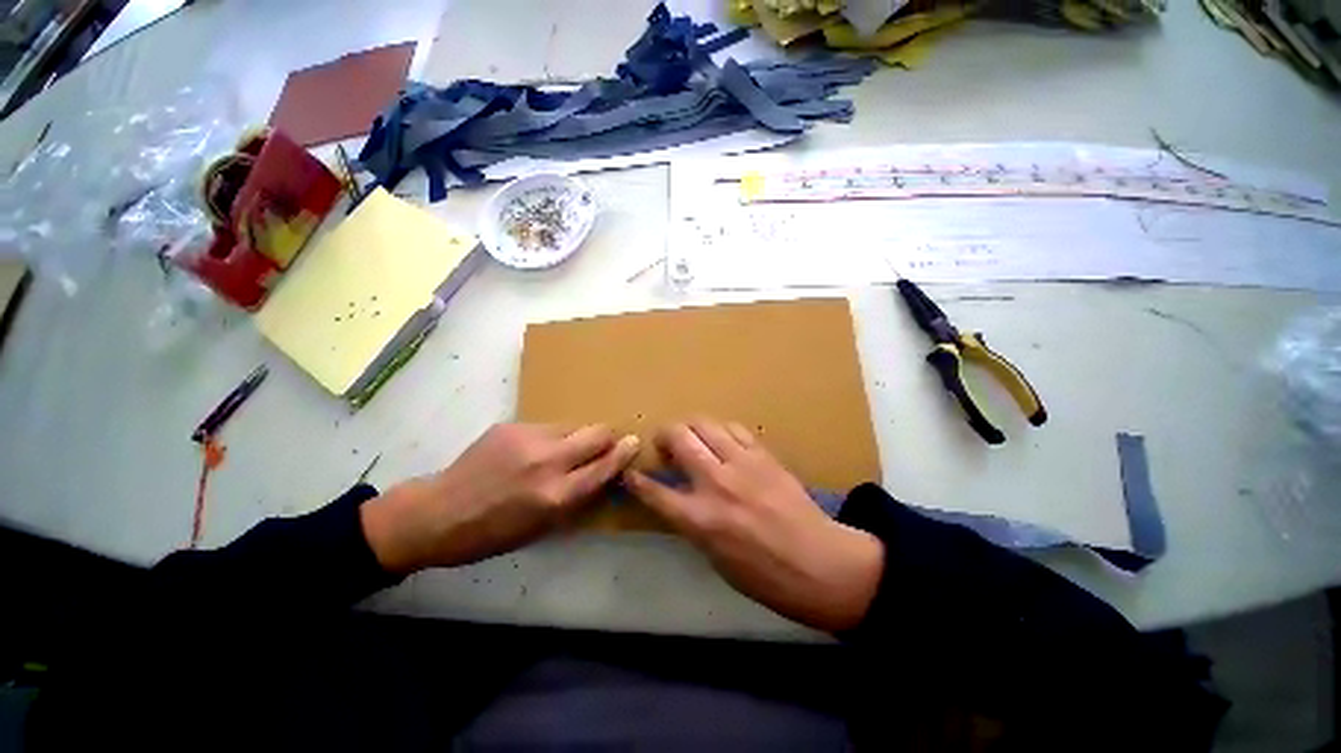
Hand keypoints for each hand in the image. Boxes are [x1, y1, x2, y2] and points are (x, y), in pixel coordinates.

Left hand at [361, 423, 639, 573]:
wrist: (437, 514)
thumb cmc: (492, 534)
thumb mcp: (542, 528)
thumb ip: (577, 498)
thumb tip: (602, 475)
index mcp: (556, 495)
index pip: (604, 467)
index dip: (623, 453)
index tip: (634, 443)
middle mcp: (547, 461)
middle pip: (596, 433)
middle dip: (607, 437)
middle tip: (604, 444)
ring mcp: (527, 439)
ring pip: (572, 426)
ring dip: (577, 437)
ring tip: (562, 451)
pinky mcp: (511, 426)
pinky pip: (547, 427)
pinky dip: (550, 438)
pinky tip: (531, 452)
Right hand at [625, 420, 883, 632]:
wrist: (820, 564)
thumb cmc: (764, 575)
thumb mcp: (715, 558)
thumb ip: (692, 523)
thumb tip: (679, 501)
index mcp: (699, 520)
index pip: (654, 491)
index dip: (637, 479)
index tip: (630, 472)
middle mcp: (716, 483)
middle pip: (679, 438)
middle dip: (664, 436)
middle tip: (665, 445)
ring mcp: (742, 464)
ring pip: (705, 424)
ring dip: (691, 427)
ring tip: (692, 438)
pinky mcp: (763, 455)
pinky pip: (734, 429)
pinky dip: (721, 431)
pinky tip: (723, 441)